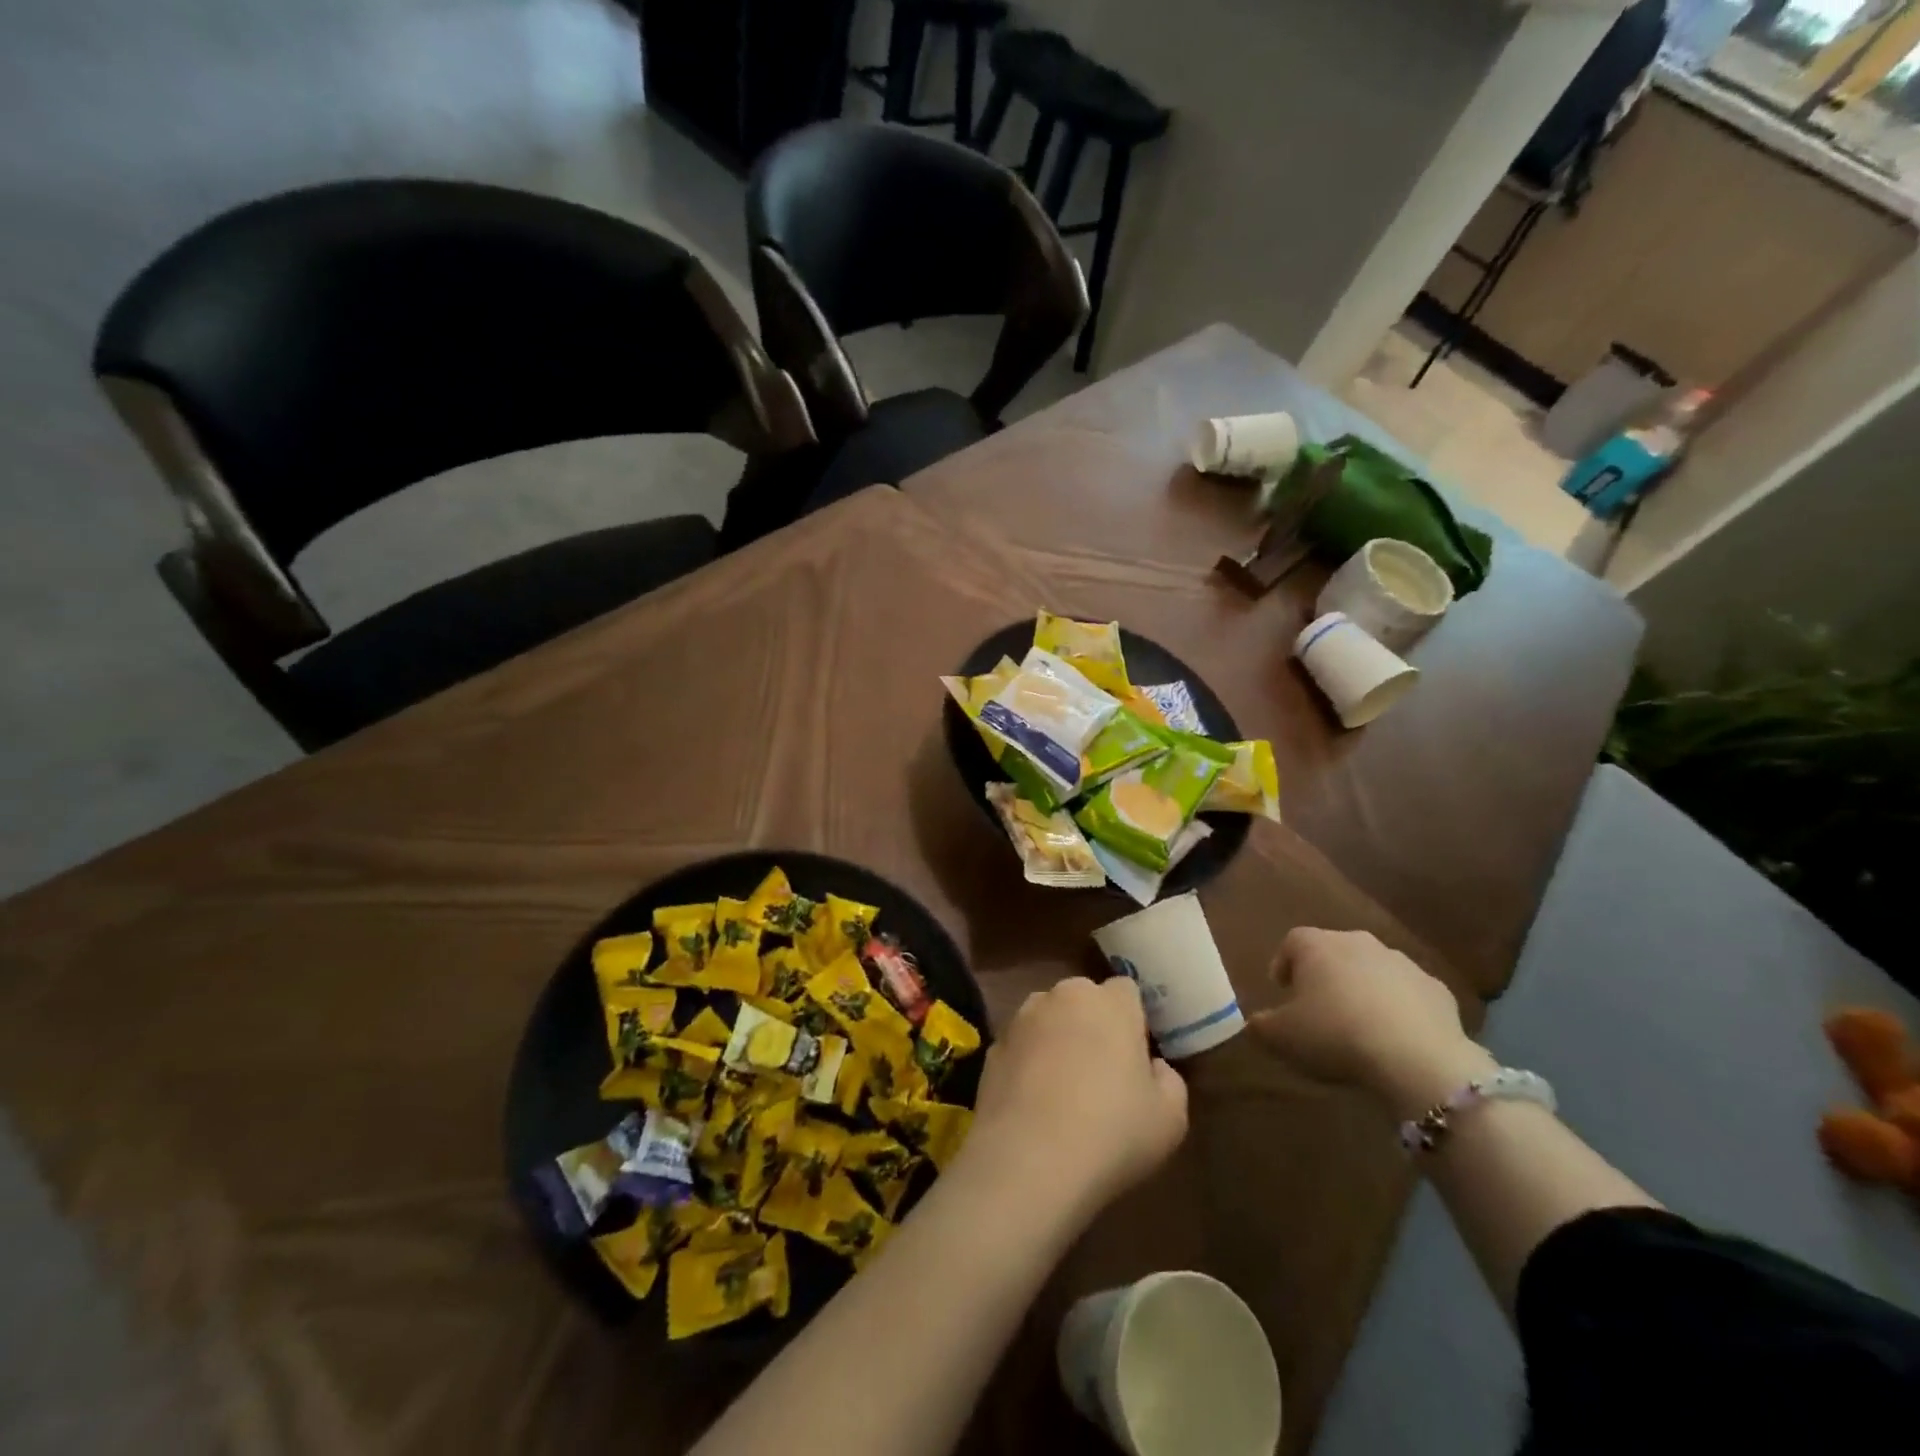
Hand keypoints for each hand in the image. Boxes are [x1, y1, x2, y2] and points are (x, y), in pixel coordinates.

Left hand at [965, 977, 1187, 1223]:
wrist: (1028, 1160)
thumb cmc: (1112, 1132)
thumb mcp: (1171, 1118)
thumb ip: (1169, 1080)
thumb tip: (1152, 1067)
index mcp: (1110, 1002)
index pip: (1127, 991)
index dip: (1134, 1020)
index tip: (1137, 1056)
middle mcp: (1063, 996)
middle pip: (1084, 1000)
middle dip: (1093, 1024)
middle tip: (1102, 1072)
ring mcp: (1022, 1018)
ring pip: (1048, 1019)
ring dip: (1057, 1039)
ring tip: (1063, 1090)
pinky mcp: (993, 1046)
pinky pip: (1021, 1046)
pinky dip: (1028, 1063)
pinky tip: (1034, 1104)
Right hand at [1249, 929, 1490, 1116]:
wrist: (1417, 1059)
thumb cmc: (1335, 1036)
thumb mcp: (1281, 1037)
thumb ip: (1260, 1026)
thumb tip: (1253, 1023)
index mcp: (1316, 946)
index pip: (1291, 942)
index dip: (1283, 964)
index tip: (1282, 990)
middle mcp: (1358, 942)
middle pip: (1334, 951)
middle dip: (1325, 975)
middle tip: (1319, 1008)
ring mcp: (1402, 963)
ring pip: (1372, 970)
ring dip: (1363, 989)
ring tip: (1358, 1025)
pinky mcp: (1437, 989)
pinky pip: (1408, 994)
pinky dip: (1399, 1008)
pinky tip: (1395, 1037)